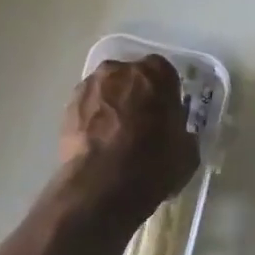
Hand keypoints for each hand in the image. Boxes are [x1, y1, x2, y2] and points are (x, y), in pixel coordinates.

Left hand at [56, 56, 198, 228]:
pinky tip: (97, 144)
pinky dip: (91, 120)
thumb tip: (176, 135)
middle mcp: (120, 70)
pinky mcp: (68, 106)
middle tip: (140, 124)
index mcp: (156, 74)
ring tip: (114, 137)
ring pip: (106, 90)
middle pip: (131, 78)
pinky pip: (87, 107)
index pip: (164, 73)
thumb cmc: (154, 164)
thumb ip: (181, 133)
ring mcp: (90, 86)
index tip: (165, 114)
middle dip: (135, 95)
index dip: (164, 94)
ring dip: (111, 106)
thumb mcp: (187, 152)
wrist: (103, 184)